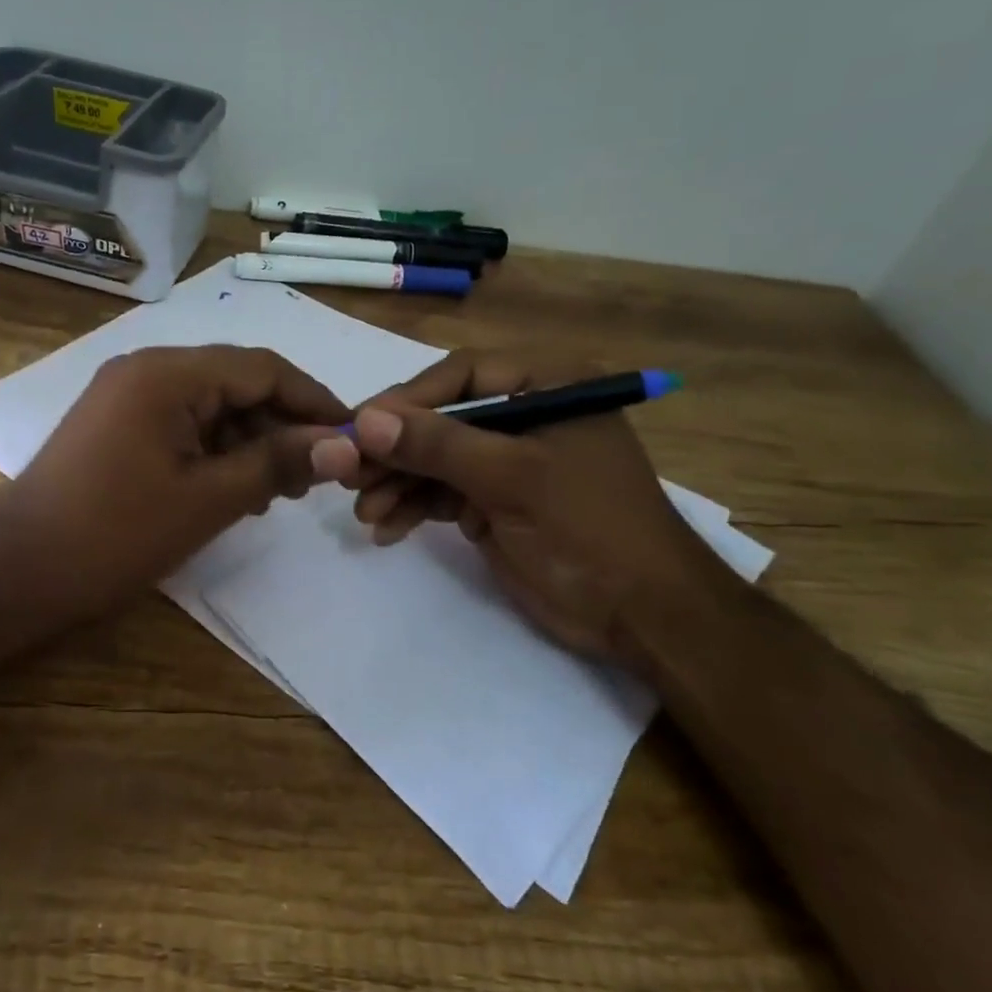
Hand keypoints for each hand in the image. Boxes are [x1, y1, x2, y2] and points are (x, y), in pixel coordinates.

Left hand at [0, 345, 347, 628]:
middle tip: (313, 478)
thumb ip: (278, 463)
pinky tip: (232, 489)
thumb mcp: (209, 499)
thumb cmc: (116, 534)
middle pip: (236, 383)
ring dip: (249, 442)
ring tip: (275, 493)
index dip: (313, 400)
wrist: (16, 571)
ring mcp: (126, 396)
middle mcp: (147, 369)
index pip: (263, 368)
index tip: (352, 436)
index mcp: (169, 373)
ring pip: (210, 406)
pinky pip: (181, 424)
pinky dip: (214, 451)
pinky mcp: (116, 425)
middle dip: (281, 426)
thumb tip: (344, 444)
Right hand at [309, 349, 732, 668]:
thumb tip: (366, 420)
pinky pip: (440, 494)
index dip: (407, 401)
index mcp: (546, 386)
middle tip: (348, 475)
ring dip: (396, 484)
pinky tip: (386, 530)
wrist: (642, 615)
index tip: (359, 427)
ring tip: (364, 513)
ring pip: (434, 460)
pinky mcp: (493, 501)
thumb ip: (438, 445)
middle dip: (395, 451)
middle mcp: (522, 415)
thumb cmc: (590, 528)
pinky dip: (412, 509)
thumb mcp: (513, 479)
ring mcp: (506, 461)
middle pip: (440, 419)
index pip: (461, 376)